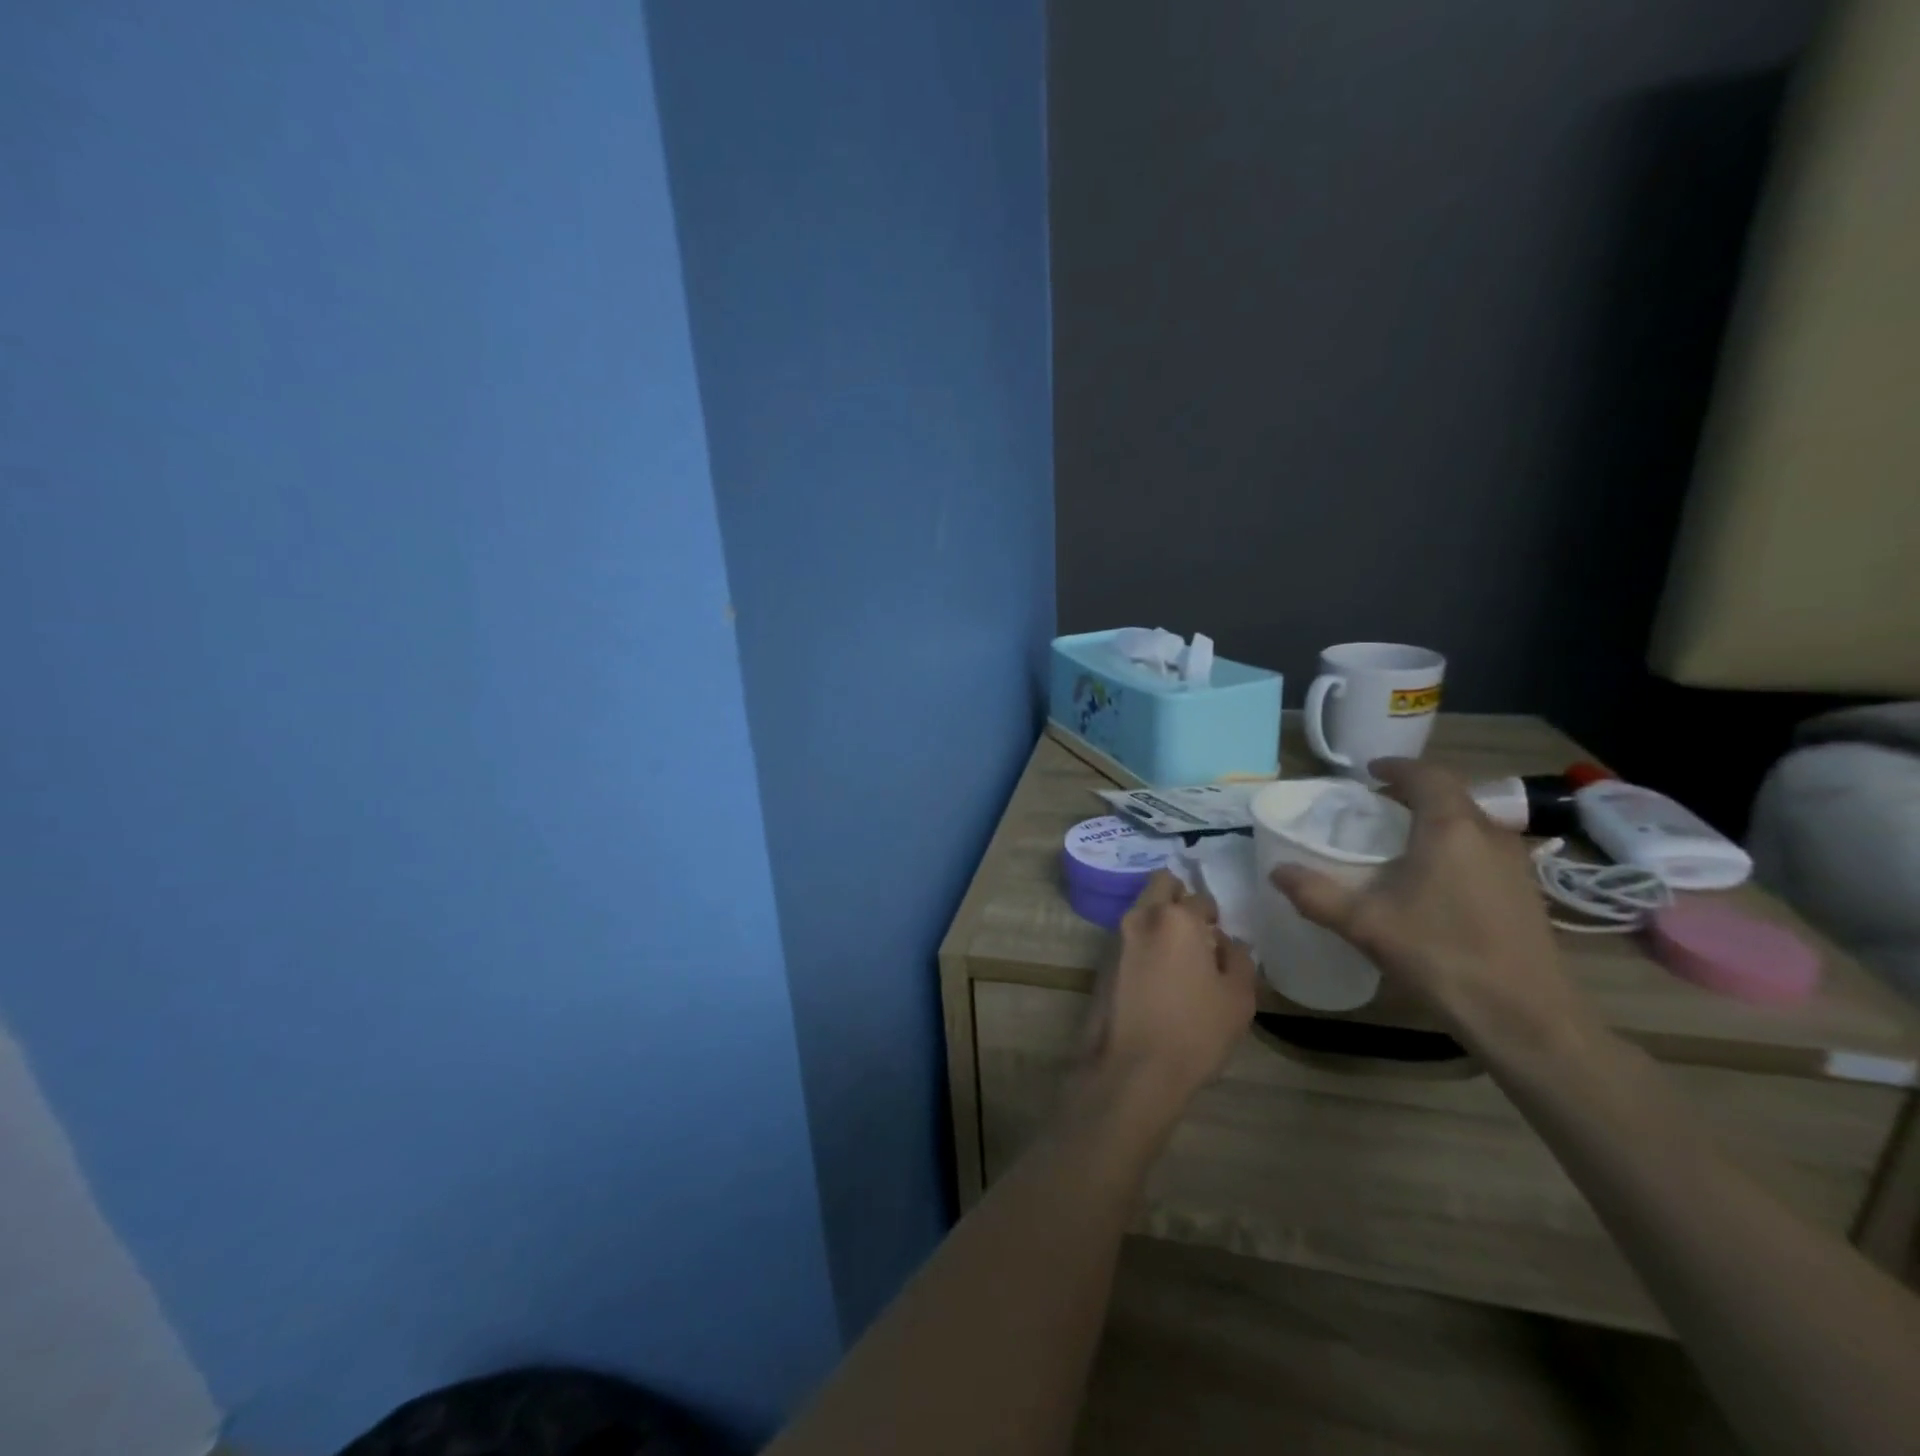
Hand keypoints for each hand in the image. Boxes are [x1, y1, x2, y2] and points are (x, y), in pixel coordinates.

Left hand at [1082, 871, 1257, 1121]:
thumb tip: (1229, 942)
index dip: (1214, 916)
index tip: (1220, 936)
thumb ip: (1238, 959)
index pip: (1200, 898)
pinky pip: (1129, 936)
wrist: (1133, 1069)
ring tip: (1181, 956)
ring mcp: (1115, 937)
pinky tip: (1159, 974)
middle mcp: (1140, 917)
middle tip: (1198, 929)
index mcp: (1175, 918)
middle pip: (1161, 885)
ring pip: (1141, 909)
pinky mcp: (1102, 961)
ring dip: (1160, 919)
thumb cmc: (1194, 1031)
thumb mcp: (1238, 998)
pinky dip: (1145, 942)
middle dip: (1180, 897)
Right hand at [1268, 759, 1589, 1051]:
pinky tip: (1433, 879)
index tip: (1369, 772)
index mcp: (1450, 828)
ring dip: (1435, 820)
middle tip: (1376, 806)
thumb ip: (1315, 894)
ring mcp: (1514, 864)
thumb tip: (1277, 870)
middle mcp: (1489, 834)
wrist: (1526, 1018)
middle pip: (1450, 795)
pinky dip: (1454, 846)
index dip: (1396, 767)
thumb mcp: (1364, 924)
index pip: (1426, 775)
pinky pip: (1483, 849)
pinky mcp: (1526, 892)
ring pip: (1470, 823)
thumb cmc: (1441, 955)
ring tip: (1400, 840)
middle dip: (1413, 792)